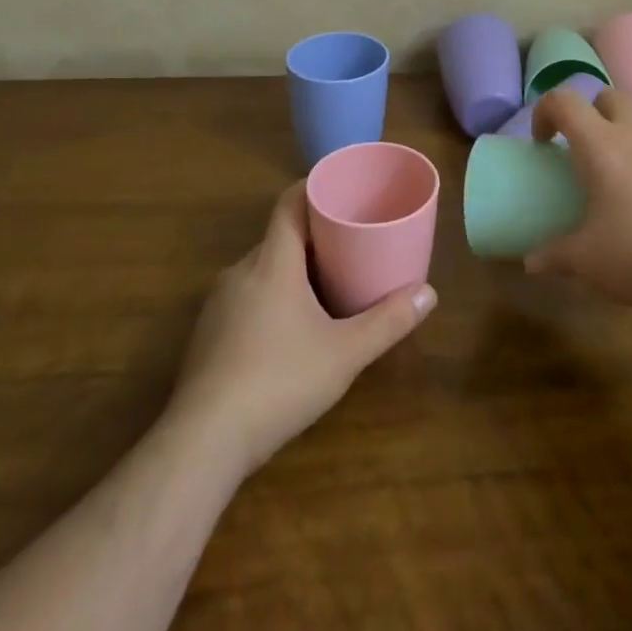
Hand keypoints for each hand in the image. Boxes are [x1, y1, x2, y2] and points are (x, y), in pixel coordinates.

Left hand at [167, 184, 435, 477]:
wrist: (202, 442)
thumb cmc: (279, 382)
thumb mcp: (345, 353)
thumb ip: (388, 322)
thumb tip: (430, 294)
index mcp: (272, 262)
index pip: (289, 203)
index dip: (314, 188)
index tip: (342, 189)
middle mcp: (241, 272)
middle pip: (279, 236)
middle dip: (314, 235)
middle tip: (350, 242)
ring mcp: (218, 304)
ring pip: (262, 269)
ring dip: (292, 268)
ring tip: (327, 282)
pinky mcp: (207, 335)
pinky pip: (246, 296)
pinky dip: (271, 296)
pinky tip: (290, 328)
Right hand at [528, 87, 631, 305]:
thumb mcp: (589, 261)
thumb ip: (555, 257)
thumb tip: (531, 262)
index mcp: (600, 144)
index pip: (564, 101)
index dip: (545, 111)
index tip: (543, 142)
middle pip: (608, 95)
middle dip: (590, 112)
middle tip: (585, 149)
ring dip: (628, 123)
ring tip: (624, 158)